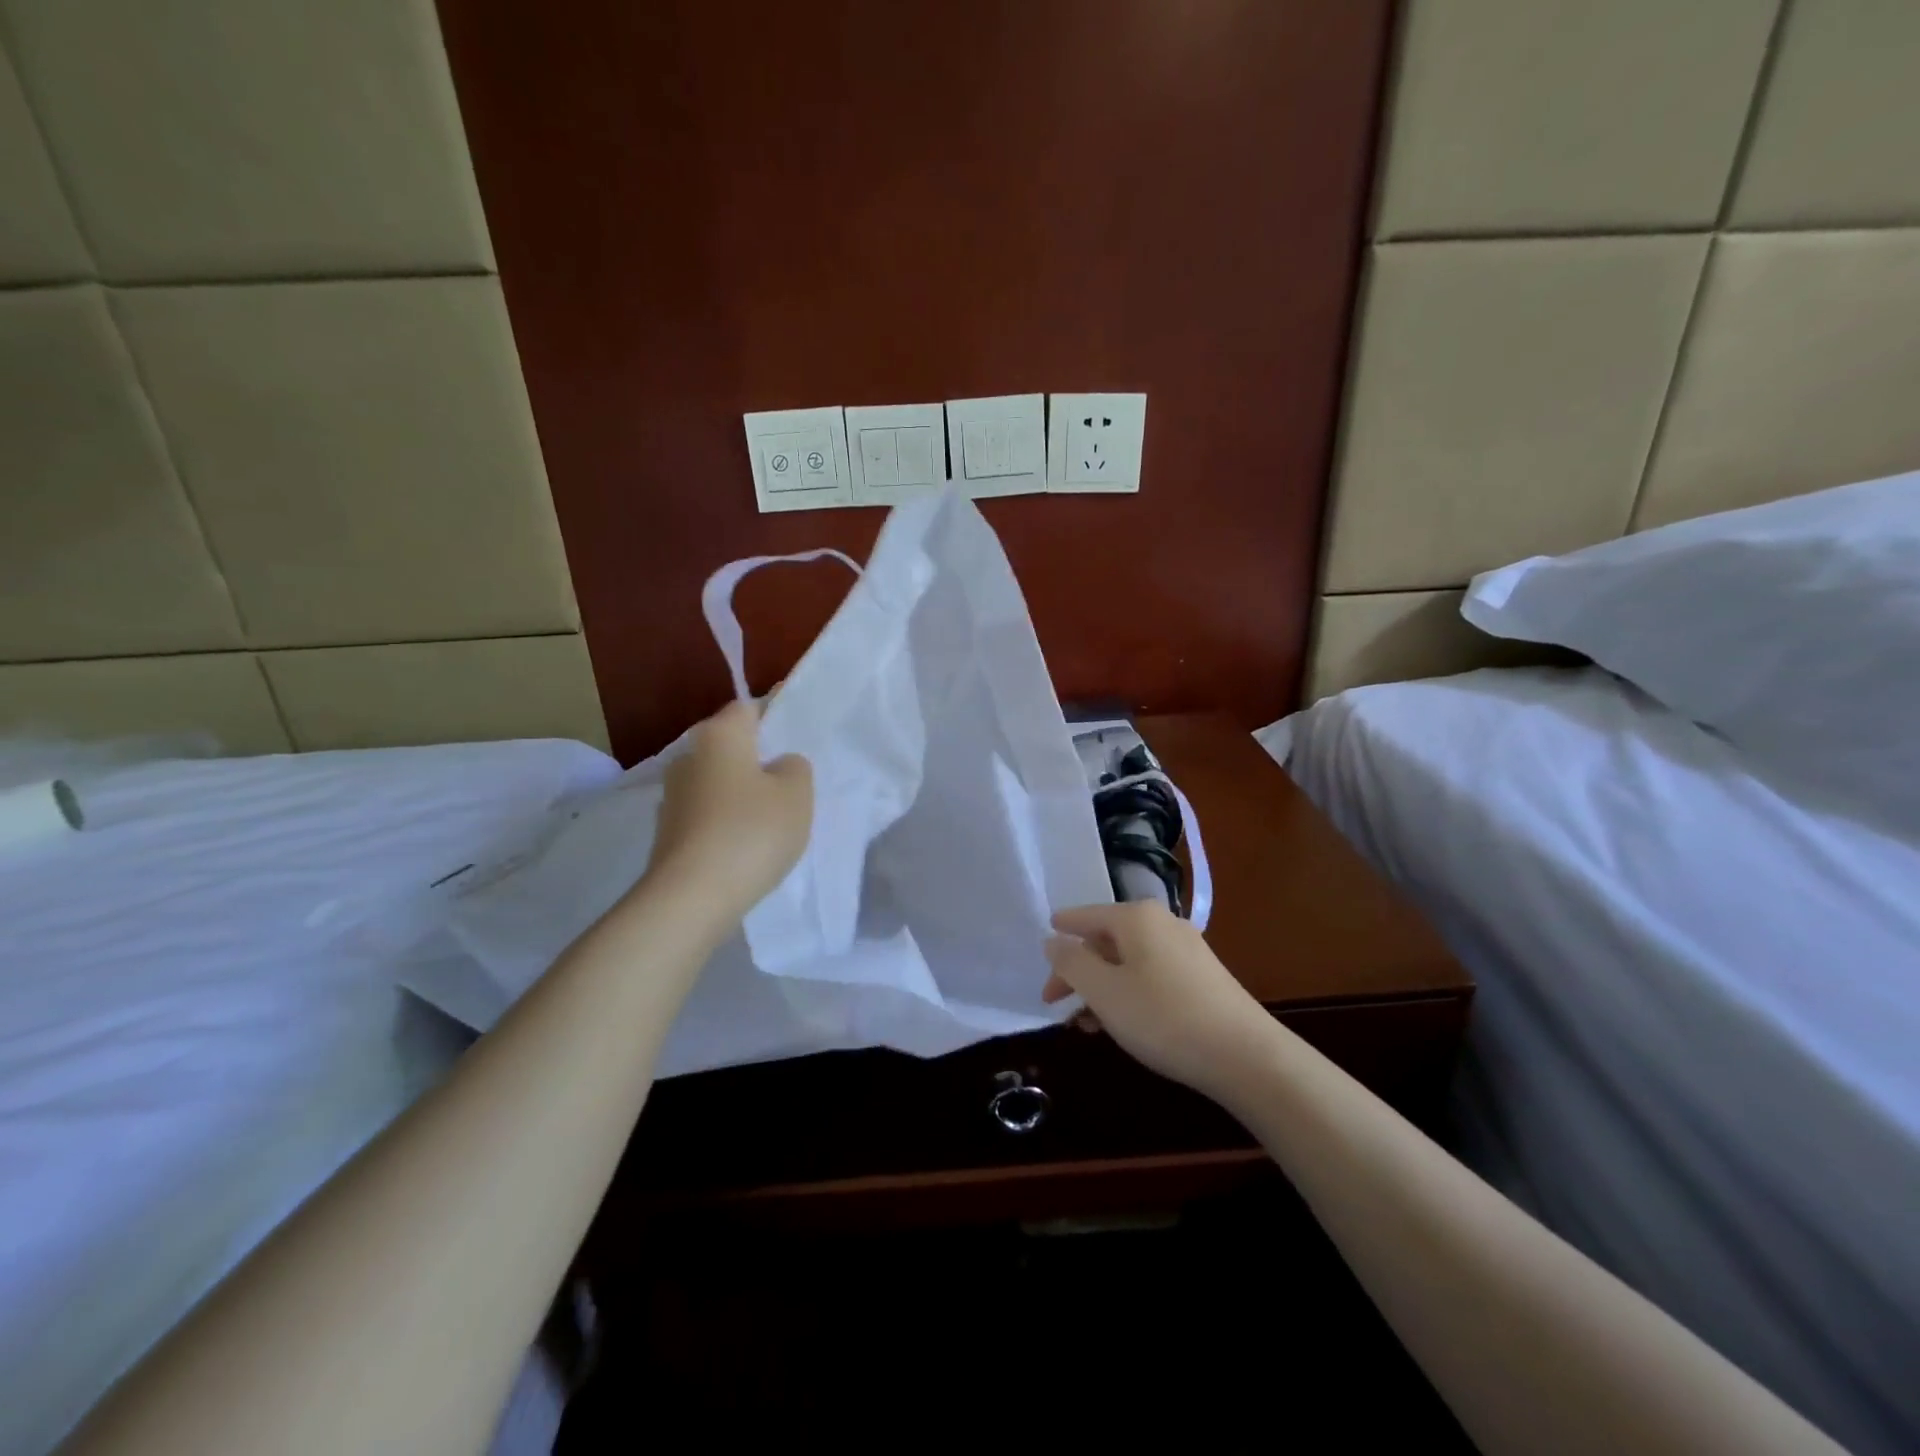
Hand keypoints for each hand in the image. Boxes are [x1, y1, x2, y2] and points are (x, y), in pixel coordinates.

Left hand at [645, 699, 811, 921]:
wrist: (691, 898)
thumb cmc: (751, 831)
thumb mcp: (797, 793)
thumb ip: (795, 767)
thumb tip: (779, 765)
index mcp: (719, 735)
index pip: (750, 708)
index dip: (776, 716)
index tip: (798, 736)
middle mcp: (688, 757)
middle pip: (731, 747)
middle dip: (759, 759)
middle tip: (792, 781)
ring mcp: (673, 797)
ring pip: (719, 783)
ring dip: (742, 794)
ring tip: (774, 818)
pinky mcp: (669, 833)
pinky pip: (708, 815)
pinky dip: (727, 823)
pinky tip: (748, 846)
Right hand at [1043, 901, 1275, 1097]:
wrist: (1246, 1056)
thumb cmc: (1163, 1018)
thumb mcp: (1104, 992)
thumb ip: (1071, 963)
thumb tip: (1053, 940)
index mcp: (1136, 918)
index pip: (1085, 917)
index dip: (1060, 933)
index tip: (1042, 946)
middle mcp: (1162, 923)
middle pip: (1107, 941)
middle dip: (1078, 971)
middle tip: (1055, 1002)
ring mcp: (1187, 950)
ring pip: (1128, 962)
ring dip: (1102, 988)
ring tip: (1085, 1023)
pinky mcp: (1203, 978)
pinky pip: (1151, 976)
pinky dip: (1128, 994)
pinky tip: (1121, 1025)